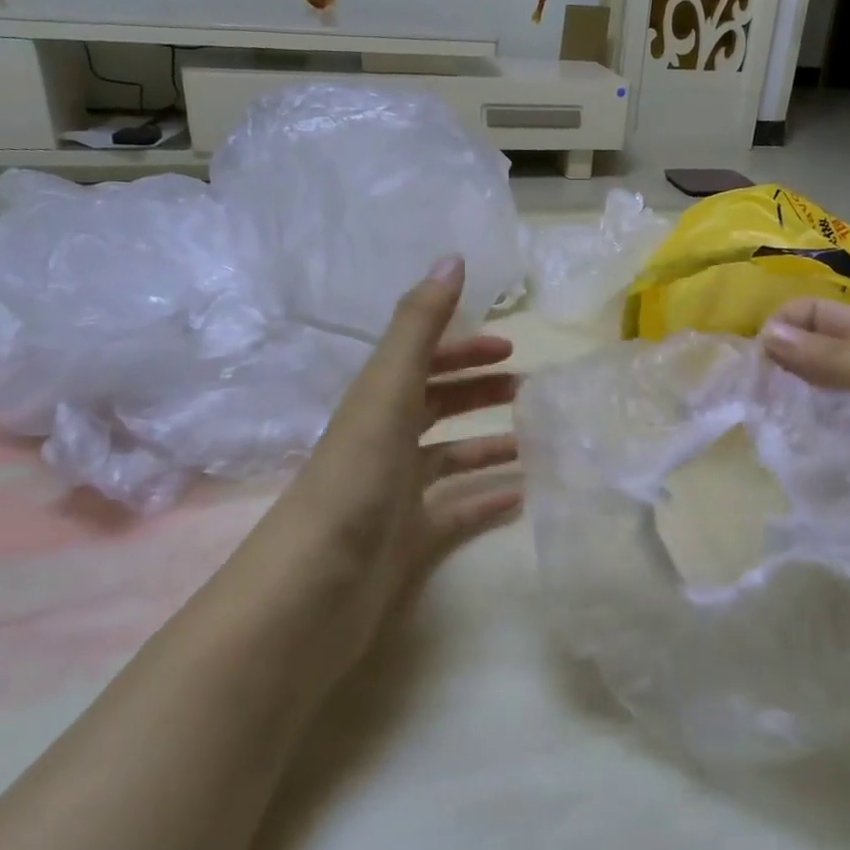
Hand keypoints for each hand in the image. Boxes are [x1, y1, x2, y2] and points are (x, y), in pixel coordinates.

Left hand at [265, 256, 521, 665]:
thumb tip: (451, 257)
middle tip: (532, 392)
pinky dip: (487, 502)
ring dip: (490, 446)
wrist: (311, 592)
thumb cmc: (354, 480)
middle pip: (439, 407)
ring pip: (451, 460)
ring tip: (537, 444)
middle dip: (481, 393)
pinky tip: (522, 499)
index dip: (464, 349)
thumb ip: (418, 326)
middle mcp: (386, 444)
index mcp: (378, 405)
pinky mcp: (409, 544)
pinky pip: (458, 514)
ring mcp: (396, 496)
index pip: (424, 363)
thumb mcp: (386, 392)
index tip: (512, 348)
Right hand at [760, 298, 849, 600]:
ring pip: (815, 413)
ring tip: (761, 447)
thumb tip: (765, 336)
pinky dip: (809, 462)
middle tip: (745, 412)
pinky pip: (832, 460)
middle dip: (774, 377)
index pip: (814, 316)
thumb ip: (838, 361)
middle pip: (809, 363)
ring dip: (788, 423)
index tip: (750, 371)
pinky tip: (791, 479)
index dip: (779, 331)